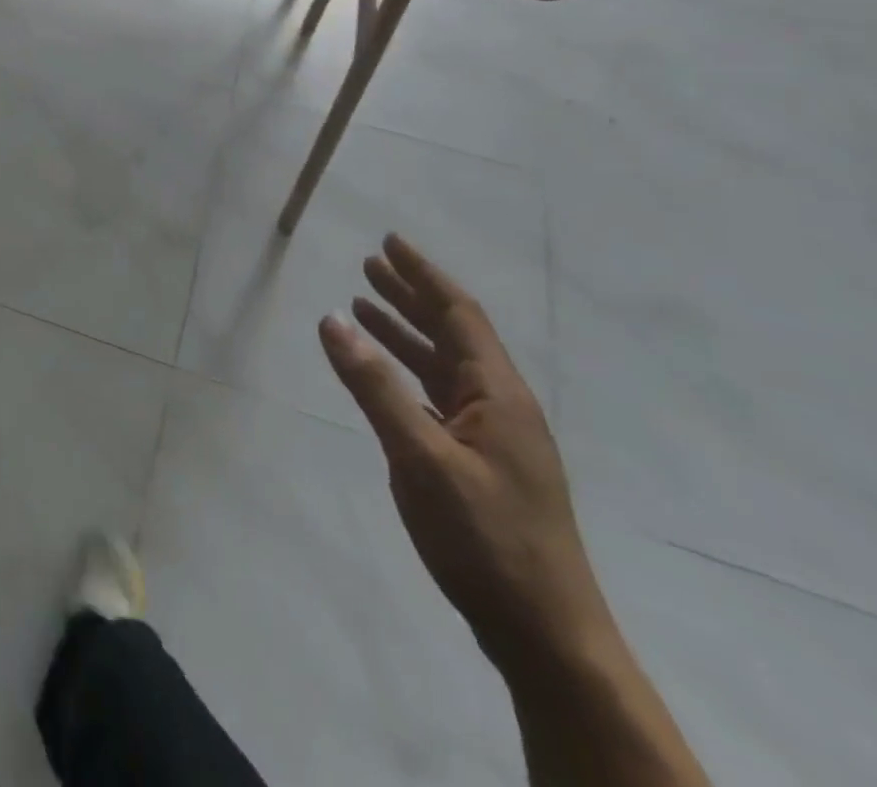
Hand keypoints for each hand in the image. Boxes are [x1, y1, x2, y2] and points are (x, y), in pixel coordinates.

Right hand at [318, 235, 610, 675]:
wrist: (545, 635)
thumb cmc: (486, 540)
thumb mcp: (421, 459)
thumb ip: (375, 387)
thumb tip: (332, 320)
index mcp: (499, 395)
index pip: (459, 314)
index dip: (423, 275)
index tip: (390, 242)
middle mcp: (501, 405)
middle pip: (452, 333)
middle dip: (411, 296)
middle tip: (369, 265)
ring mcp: (494, 437)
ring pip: (444, 365)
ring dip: (406, 332)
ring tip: (364, 306)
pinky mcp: (482, 463)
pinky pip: (439, 397)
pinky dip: (408, 373)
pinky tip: (387, 374)